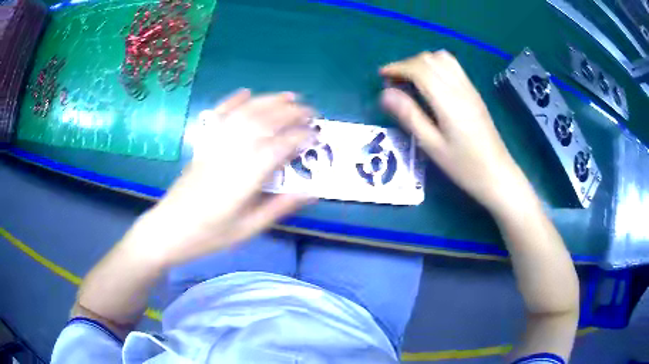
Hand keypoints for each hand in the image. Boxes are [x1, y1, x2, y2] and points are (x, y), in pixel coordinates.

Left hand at [127, 89, 315, 267]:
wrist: (169, 229)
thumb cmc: (210, 235)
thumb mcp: (248, 229)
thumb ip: (280, 208)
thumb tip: (311, 192)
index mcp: (244, 178)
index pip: (277, 147)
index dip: (299, 137)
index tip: (315, 134)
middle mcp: (230, 155)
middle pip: (263, 123)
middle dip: (290, 113)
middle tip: (310, 111)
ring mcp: (213, 146)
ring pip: (243, 114)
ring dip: (268, 101)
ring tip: (289, 96)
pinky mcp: (201, 144)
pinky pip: (217, 116)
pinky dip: (232, 101)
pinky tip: (246, 92)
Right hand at [380, 51, 530, 211]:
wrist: (497, 174)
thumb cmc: (464, 166)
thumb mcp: (432, 146)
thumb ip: (409, 116)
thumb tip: (385, 93)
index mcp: (447, 100)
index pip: (419, 69)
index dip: (397, 68)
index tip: (382, 76)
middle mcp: (459, 87)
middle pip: (429, 59)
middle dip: (407, 64)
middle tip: (394, 82)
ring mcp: (469, 88)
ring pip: (442, 58)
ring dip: (422, 62)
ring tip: (411, 80)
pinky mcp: (474, 93)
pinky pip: (453, 66)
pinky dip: (435, 65)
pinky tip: (431, 83)